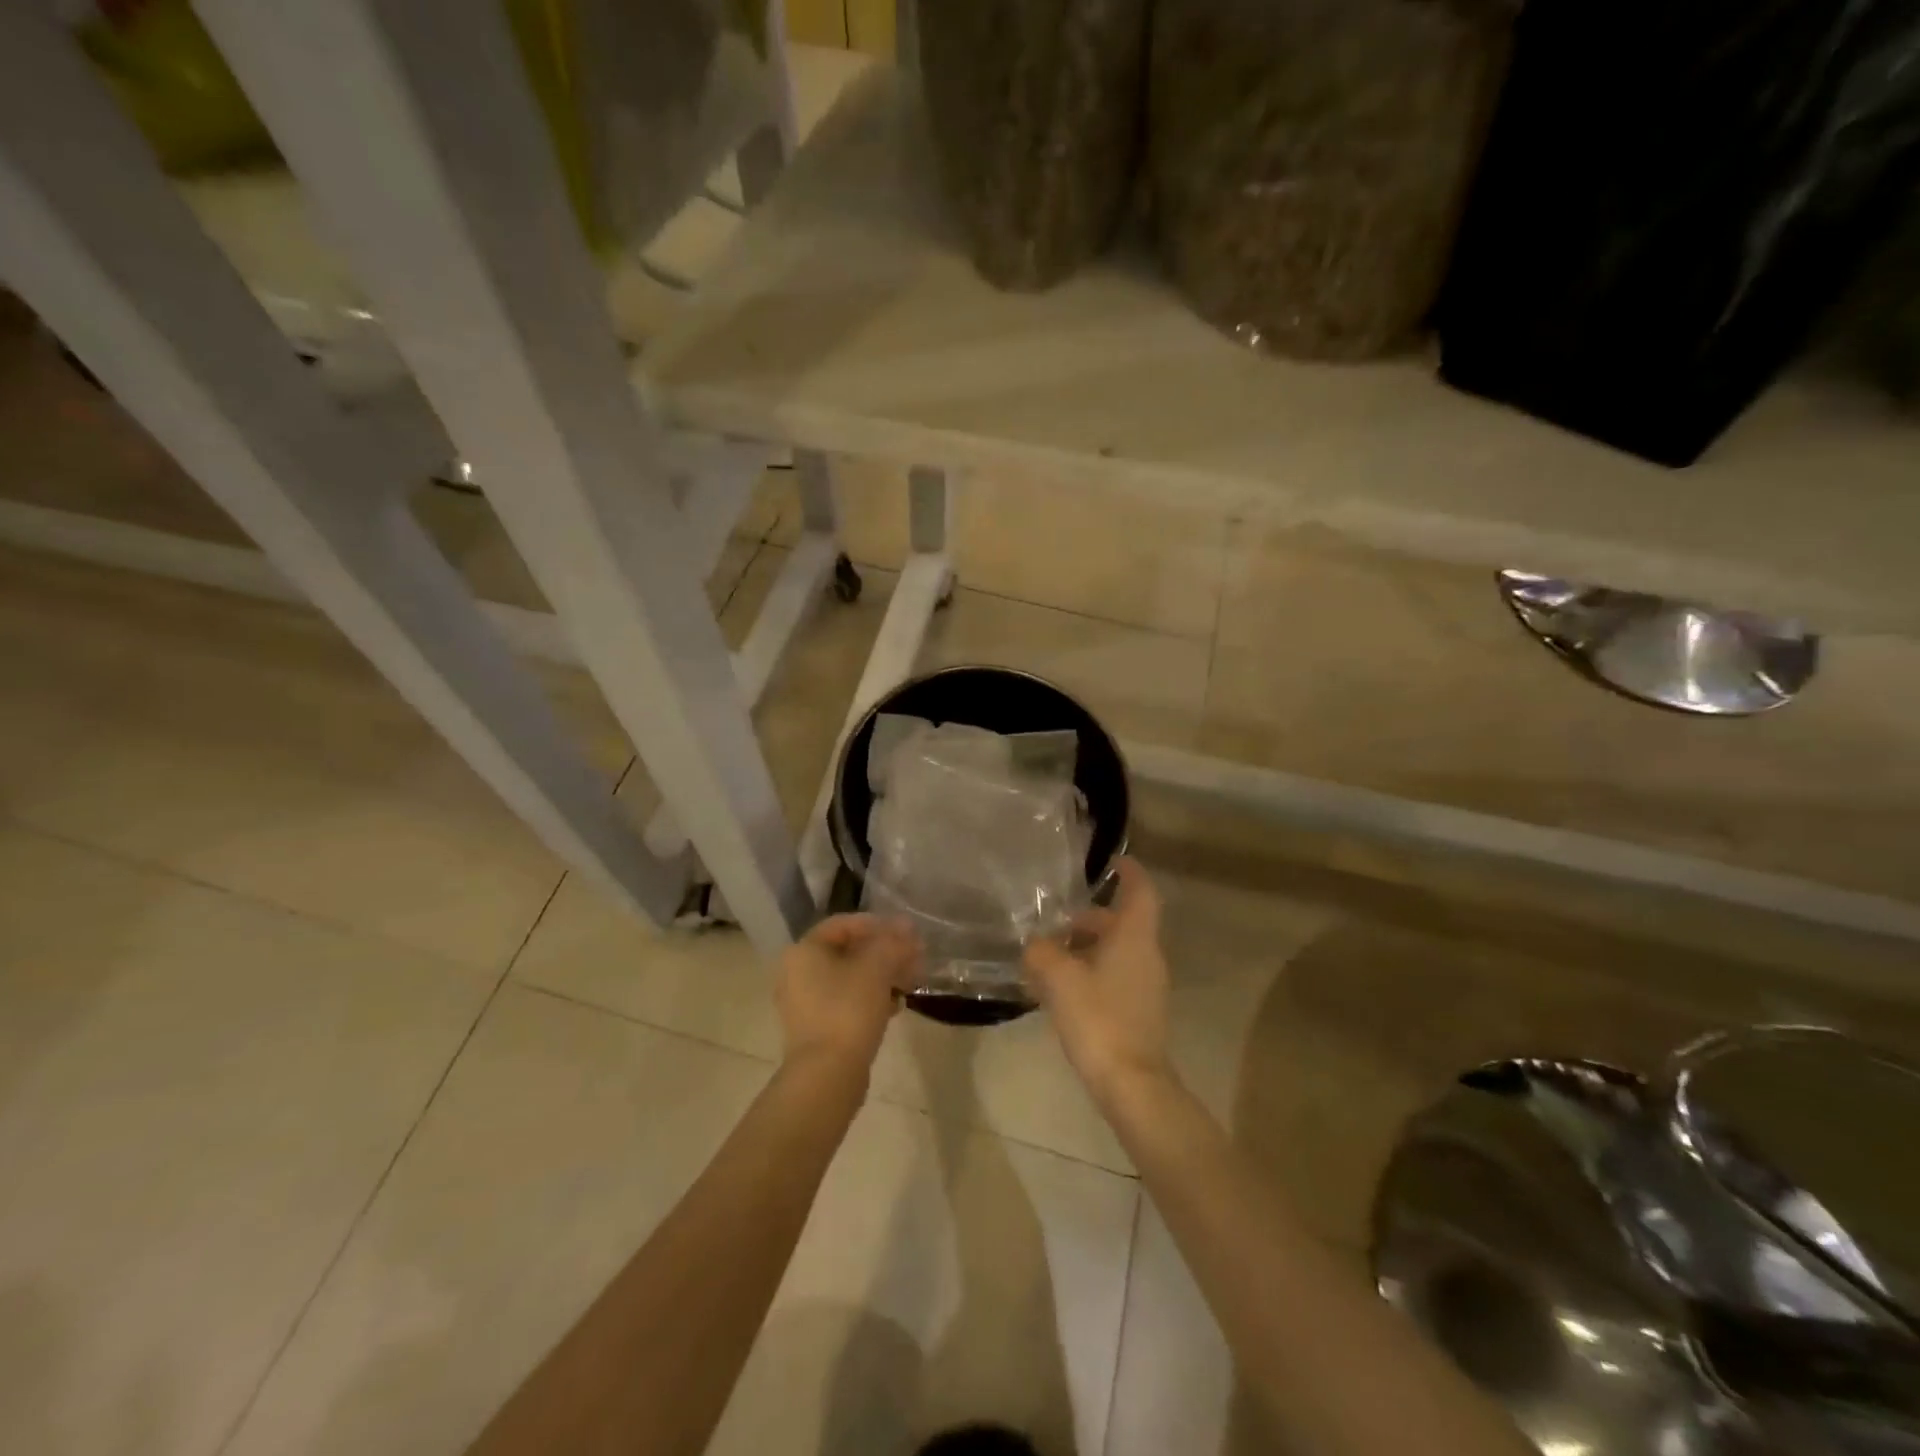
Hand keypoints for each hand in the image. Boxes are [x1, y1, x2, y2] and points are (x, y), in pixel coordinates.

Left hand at [776, 914, 917, 1078]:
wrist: (827, 1075)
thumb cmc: (848, 1010)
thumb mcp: (876, 968)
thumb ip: (892, 942)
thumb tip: (906, 926)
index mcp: (805, 950)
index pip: (844, 924)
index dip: (878, 924)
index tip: (906, 934)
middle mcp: (798, 972)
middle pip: (848, 951)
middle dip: (884, 952)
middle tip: (914, 958)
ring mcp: (805, 1003)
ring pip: (850, 978)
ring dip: (882, 975)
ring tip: (910, 982)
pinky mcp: (817, 1028)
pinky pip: (847, 1002)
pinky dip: (870, 998)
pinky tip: (896, 1006)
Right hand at [1023, 858, 1173, 1106]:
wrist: (1131, 1084)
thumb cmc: (1098, 1018)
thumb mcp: (1059, 978)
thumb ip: (1041, 952)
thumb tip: (1036, 944)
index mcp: (1134, 937)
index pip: (1140, 891)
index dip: (1129, 872)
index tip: (1112, 861)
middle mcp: (1147, 955)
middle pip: (1122, 924)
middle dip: (1089, 919)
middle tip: (1056, 923)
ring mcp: (1146, 986)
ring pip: (1117, 952)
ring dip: (1087, 948)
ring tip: (1050, 958)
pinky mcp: (1139, 1011)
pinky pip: (1115, 976)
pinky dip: (1091, 972)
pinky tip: (1062, 990)